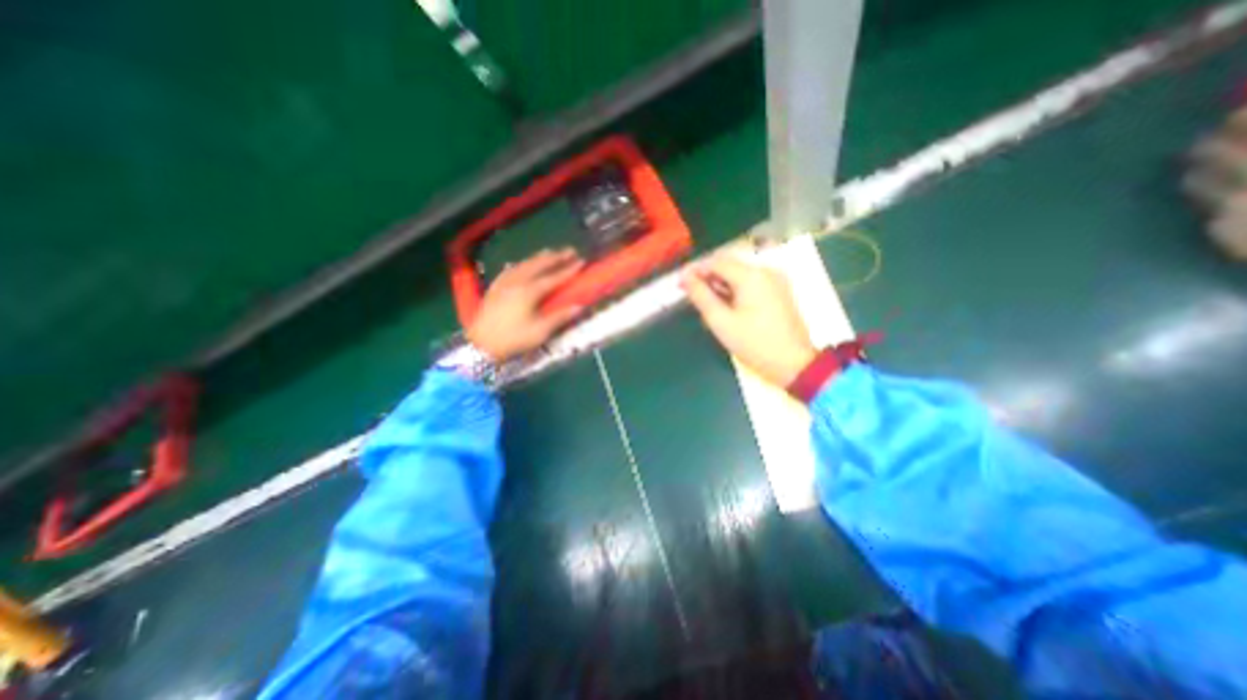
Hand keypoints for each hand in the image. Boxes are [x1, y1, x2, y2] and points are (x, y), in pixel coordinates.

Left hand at [464, 248, 586, 361]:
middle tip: (570, 251)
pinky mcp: (495, 286)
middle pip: (539, 264)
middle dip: (556, 257)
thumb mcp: (540, 332)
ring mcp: (504, 282)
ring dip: (539, 257)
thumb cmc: (514, 338)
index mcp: (530, 292)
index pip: (554, 277)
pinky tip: (524, 264)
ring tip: (550, 252)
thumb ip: (560, 317)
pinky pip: (511, 269)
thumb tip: (579, 306)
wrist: (481, 344)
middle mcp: (517, 281)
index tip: (582, 261)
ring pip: (524, 264)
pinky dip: (522, 264)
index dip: (569, 269)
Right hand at [681, 253, 821, 387]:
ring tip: (707, 306)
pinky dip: (735, 290)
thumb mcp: (721, 322)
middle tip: (691, 296)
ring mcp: (776, 280)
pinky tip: (726, 307)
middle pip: (729, 265)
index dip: (695, 270)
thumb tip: (686, 278)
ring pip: (739, 274)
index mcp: (752, 276)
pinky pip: (751, 282)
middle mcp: (766, 270)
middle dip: (707, 277)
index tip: (680, 283)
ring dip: (720, 285)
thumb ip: (701, 296)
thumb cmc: (754, 344)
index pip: (716, 261)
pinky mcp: (779, 291)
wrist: (794, 364)